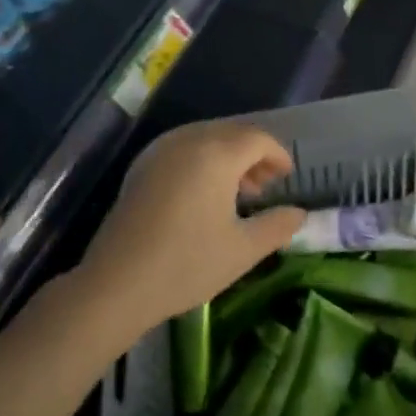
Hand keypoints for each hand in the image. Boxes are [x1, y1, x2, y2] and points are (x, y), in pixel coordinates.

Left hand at [76, 121, 303, 335]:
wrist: (117, 282)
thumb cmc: (187, 264)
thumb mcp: (243, 250)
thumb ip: (277, 226)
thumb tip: (298, 214)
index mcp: (217, 153)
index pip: (258, 139)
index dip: (278, 154)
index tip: (287, 176)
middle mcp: (189, 139)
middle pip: (232, 133)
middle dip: (254, 154)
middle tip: (266, 186)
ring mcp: (161, 149)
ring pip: (206, 138)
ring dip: (228, 156)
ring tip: (238, 192)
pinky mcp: (143, 164)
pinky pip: (183, 147)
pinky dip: (203, 159)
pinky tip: (204, 194)